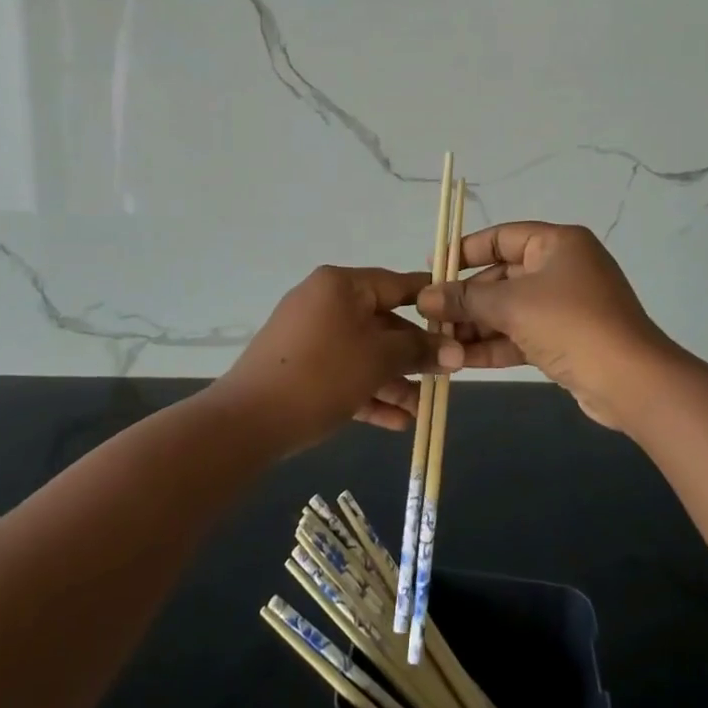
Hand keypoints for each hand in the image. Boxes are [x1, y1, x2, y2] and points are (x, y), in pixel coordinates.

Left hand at [214, 266, 438, 453]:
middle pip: (381, 323)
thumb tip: (456, 350)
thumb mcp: (378, 360)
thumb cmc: (322, 375)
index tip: (460, 318)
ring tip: (422, 410)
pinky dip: (367, 393)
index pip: (397, 284)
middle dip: (413, 354)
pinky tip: (397, 423)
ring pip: (363, 353)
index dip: (431, 302)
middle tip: (444, 376)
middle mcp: (324, 302)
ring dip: (394, 381)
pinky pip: (342, 373)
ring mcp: (308, 336)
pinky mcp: (299, 368)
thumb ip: (419, 350)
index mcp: (341, 285)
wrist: (248, 421)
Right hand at [419, 222, 672, 429]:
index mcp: (557, 243)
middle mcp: (562, 268)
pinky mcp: (566, 340)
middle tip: (429, 317)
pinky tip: (461, 361)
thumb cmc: (570, 324)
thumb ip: (465, 299)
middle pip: (502, 277)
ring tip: (438, 344)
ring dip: (476, 326)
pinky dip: (495, 345)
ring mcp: (566, 306)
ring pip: (510, 310)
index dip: (464, 251)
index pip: (500, 237)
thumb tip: (425, 297)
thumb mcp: (512, 305)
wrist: (631, 382)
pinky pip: (522, 335)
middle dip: (466, 299)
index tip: (432, 268)